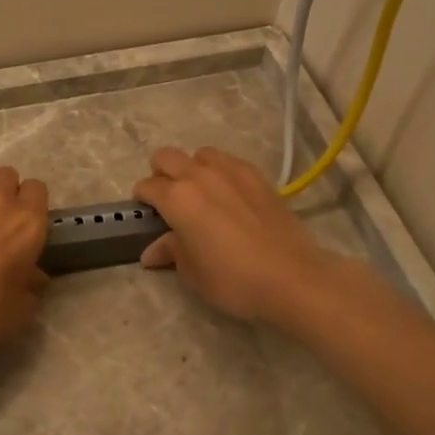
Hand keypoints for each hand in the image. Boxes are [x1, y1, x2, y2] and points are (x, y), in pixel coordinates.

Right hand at [132, 147, 333, 324]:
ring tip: (200, 194)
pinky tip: (228, 195)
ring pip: (200, 154)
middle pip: (167, 157)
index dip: (142, 200)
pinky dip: (220, 172)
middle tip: (168, 200)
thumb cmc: (232, 280)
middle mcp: (200, 176)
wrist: (291, 277)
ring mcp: (232, 171)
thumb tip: (152, 252)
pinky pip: (229, 161)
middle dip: (161, 174)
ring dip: (192, 168)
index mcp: (177, 198)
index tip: (146, 214)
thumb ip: (171, 252)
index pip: (147, 187)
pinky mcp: (258, 176)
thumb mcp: (192, 273)